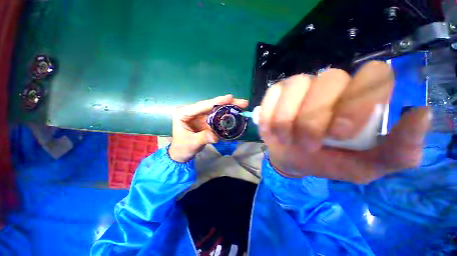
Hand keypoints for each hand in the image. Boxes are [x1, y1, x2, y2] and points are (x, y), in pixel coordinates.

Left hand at [169, 95, 248, 161]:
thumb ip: (203, 138)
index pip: (202, 105)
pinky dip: (227, 115)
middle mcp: (193, 111)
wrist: (181, 153)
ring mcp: (200, 116)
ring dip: (229, 108)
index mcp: (184, 113)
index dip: (217, 101)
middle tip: (243, 102)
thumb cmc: (182, 148)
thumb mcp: (191, 143)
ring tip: (242, 106)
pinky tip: (236, 114)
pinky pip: (218, 117)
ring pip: (216, 110)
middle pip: (212, 105)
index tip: (230, 97)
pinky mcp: (206, 121)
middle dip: (227, 103)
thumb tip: (216, 136)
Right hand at [259, 61, 430, 183]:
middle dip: (314, 118)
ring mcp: (300, 85)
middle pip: (329, 80)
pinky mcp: (277, 92)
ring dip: (287, 119)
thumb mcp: (365, 166)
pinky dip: (269, 116)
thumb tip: (423, 115)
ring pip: (297, 86)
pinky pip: (272, 95)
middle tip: (307, 145)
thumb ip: (398, 151)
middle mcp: (332, 84)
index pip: (374, 74)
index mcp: (360, 98)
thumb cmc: (329, 161)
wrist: (294, 158)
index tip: (340, 134)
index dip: (358, 102)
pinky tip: (270, 132)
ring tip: (284, 140)